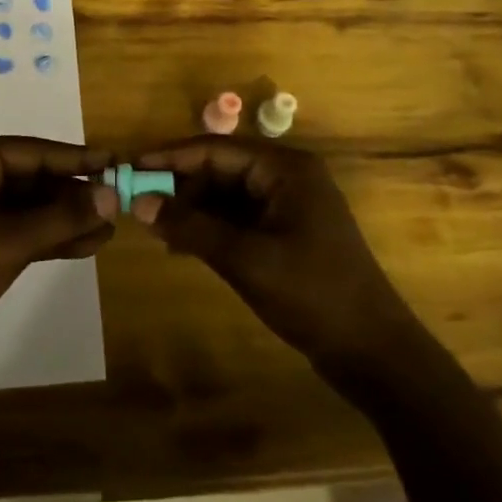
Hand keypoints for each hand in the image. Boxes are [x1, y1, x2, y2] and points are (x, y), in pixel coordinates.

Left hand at [0, 136, 116, 357]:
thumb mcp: (10, 243)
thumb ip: (63, 217)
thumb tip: (112, 195)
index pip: (32, 151)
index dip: (76, 158)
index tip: (115, 162)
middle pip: (29, 177)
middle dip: (72, 194)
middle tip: (116, 203)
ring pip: (24, 206)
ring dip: (62, 219)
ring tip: (107, 229)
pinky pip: (13, 229)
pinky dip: (44, 237)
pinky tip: (82, 246)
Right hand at [131, 137, 413, 365]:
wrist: (373, 351)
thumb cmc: (312, 294)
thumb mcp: (245, 259)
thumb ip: (191, 227)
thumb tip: (140, 203)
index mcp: (285, 168)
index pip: (215, 149)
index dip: (170, 157)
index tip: (129, 166)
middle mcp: (287, 177)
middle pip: (220, 169)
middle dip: (180, 186)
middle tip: (139, 205)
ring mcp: (288, 205)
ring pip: (226, 194)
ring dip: (192, 209)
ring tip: (156, 230)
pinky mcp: (286, 232)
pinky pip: (238, 217)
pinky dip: (210, 228)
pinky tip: (182, 245)